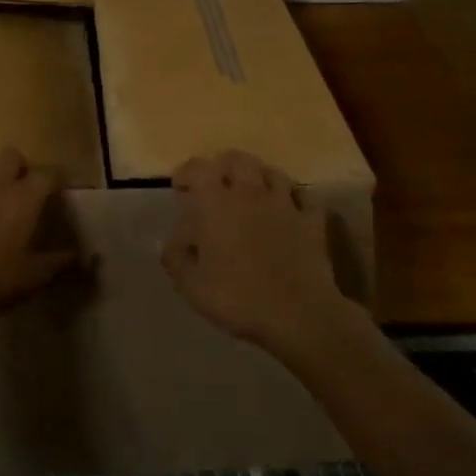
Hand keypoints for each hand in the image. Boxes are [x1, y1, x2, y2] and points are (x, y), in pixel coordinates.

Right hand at [164, 151, 362, 361]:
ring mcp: (285, 204)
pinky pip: (304, 197)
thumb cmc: (238, 297)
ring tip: (251, 190)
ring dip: (258, 176)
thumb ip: (175, 260)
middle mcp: (250, 193)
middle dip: (223, 166)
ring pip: (272, 172)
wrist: (298, 314)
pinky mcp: (311, 221)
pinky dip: (294, 197)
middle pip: (237, 160)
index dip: (187, 172)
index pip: (199, 169)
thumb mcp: (193, 286)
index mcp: (216, 204)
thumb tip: (164, 243)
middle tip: (215, 183)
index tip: (180, 186)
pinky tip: (289, 207)